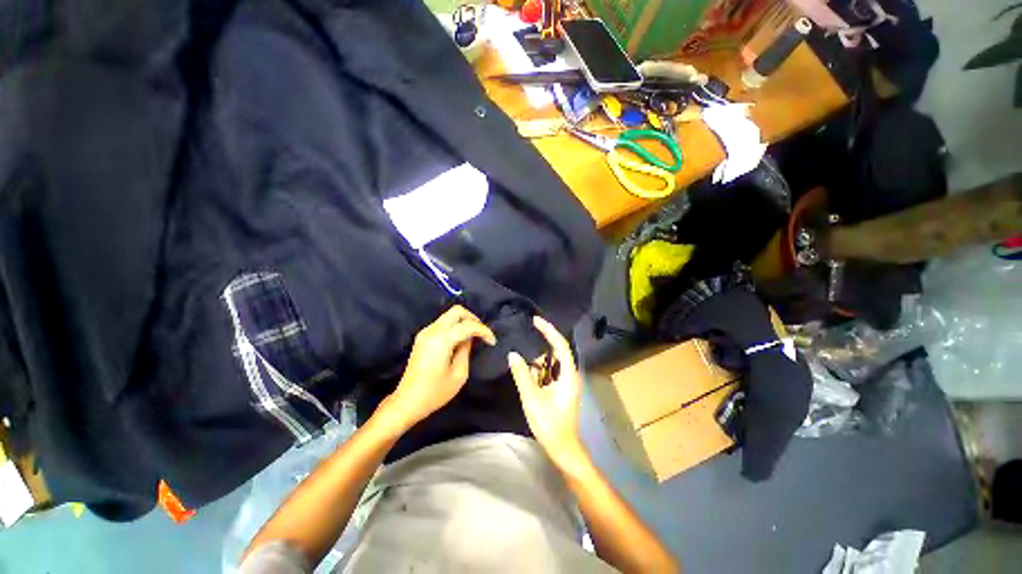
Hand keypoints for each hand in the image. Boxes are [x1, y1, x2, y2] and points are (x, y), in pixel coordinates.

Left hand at [383, 305, 495, 431]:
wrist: (407, 402)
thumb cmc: (434, 392)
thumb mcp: (459, 374)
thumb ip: (466, 351)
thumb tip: (470, 338)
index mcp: (441, 339)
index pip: (468, 325)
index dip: (483, 331)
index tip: (492, 342)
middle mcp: (432, 330)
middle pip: (457, 311)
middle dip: (473, 319)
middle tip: (482, 333)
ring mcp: (425, 332)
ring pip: (449, 316)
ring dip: (464, 322)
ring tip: (474, 337)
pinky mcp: (422, 337)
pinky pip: (443, 324)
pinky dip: (455, 327)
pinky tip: (461, 340)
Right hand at [508, 316, 587, 468]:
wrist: (562, 447)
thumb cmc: (549, 424)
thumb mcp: (532, 398)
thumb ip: (522, 375)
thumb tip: (513, 354)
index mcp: (568, 375)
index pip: (561, 345)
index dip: (549, 331)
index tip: (536, 321)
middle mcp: (570, 375)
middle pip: (558, 350)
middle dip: (544, 339)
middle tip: (529, 328)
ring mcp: (566, 382)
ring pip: (552, 362)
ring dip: (539, 357)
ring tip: (523, 349)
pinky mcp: (561, 388)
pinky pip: (549, 371)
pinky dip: (539, 368)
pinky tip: (527, 368)